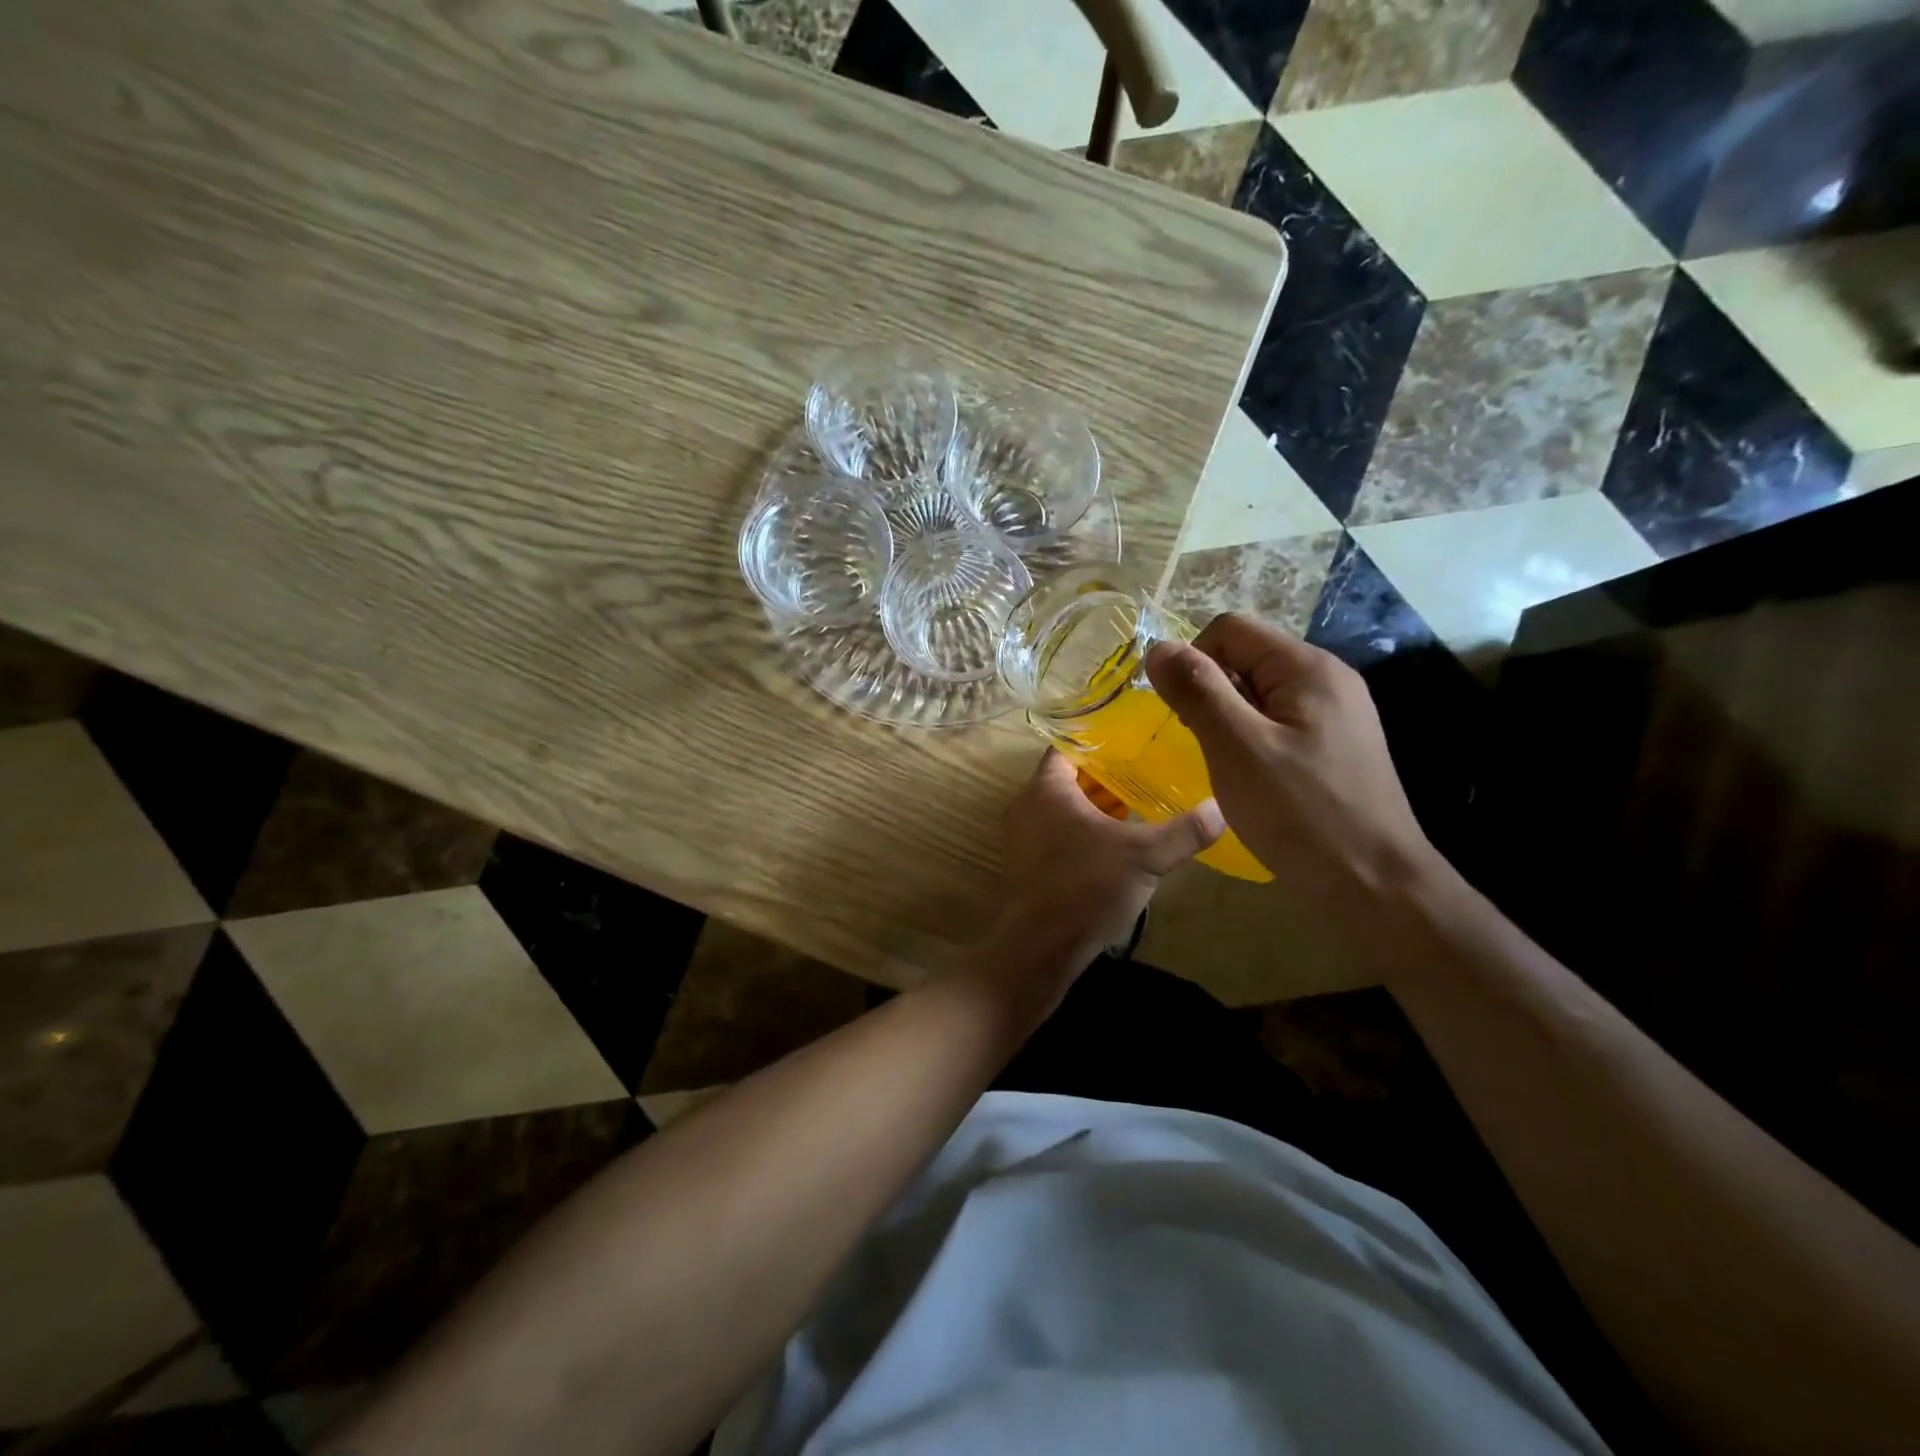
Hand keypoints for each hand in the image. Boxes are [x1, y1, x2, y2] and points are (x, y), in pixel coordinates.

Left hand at [992, 749, 1222, 969]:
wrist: (1040, 947)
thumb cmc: (1088, 887)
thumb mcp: (1146, 856)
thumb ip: (1185, 830)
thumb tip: (1222, 807)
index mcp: (1046, 788)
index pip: (1069, 747)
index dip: (1100, 742)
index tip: (1132, 743)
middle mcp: (1026, 805)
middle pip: (1067, 778)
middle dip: (1104, 777)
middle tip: (1143, 774)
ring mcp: (1021, 836)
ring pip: (1062, 808)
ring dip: (1094, 807)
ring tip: (1135, 807)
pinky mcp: (1025, 864)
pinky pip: (1055, 833)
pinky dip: (1081, 831)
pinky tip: (1114, 845)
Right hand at [1144, 615, 1444, 929]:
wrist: (1372, 884)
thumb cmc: (1299, 812)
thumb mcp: (1236, 747)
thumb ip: (1197, 690)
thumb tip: (1158, 647)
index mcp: (1307, 667)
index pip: (1230, 629)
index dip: (1194, 661)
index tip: (1184, 713)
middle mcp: (1327, 679)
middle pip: (1246, 657)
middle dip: (1212, 692)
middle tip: (1207, 745)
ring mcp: (1336, 713)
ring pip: (1259, 692)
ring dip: (1229, 719)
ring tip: (1228, 765)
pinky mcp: (1335, 745)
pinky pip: (1278, 721)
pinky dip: (1252, 739)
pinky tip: (1252, 778)